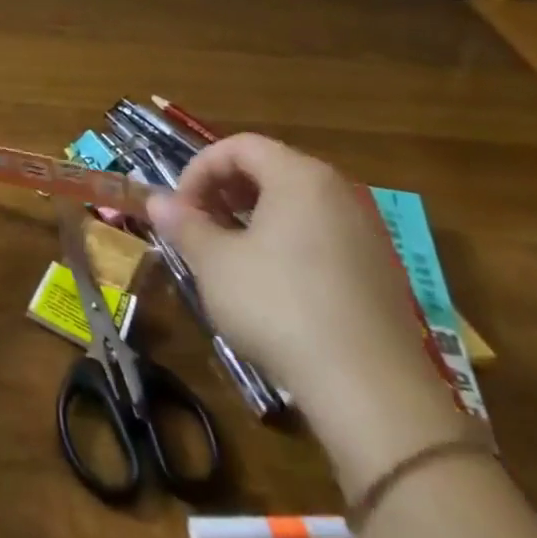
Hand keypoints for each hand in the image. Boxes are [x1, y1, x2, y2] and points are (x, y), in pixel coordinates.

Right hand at [145, 134, 458, 480]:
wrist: (371, 391)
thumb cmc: (279, 306)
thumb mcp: (214, 262)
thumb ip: (184, 224)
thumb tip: (157, 202)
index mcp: (299, 177)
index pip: (239, 146)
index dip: (199, 169)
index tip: (180, 207)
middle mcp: (338, 193)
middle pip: (270, 169)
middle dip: (224, 191)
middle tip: (198, 225)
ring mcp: (366, 233)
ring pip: (295, 205)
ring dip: (252, 218)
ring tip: (227, 255)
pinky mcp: (379, 273)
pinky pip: (320, 236)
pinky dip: (285, 243)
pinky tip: (269, 285)